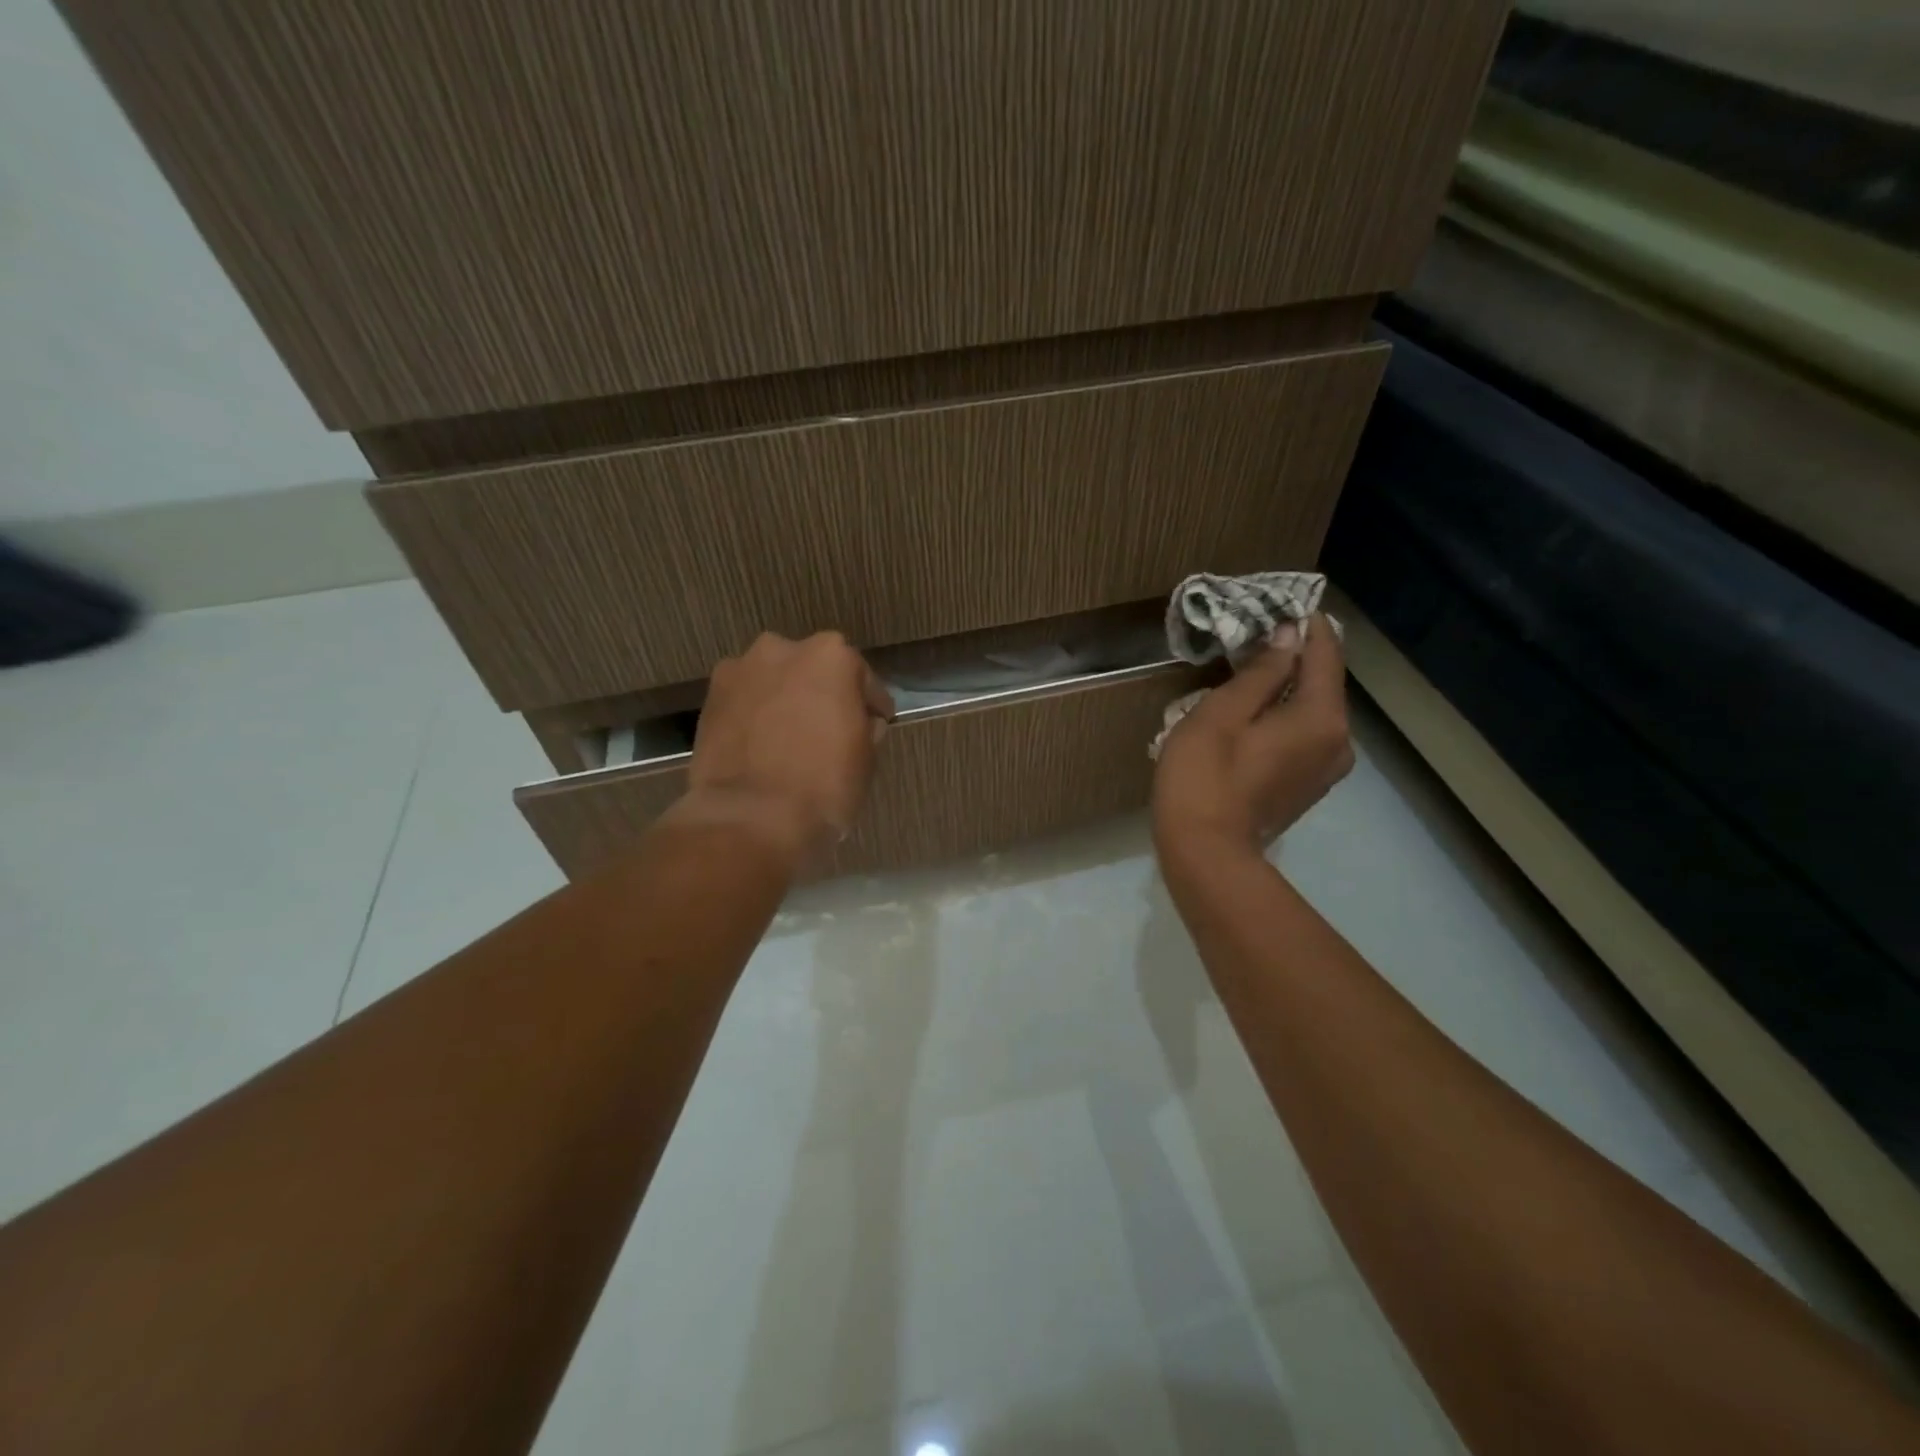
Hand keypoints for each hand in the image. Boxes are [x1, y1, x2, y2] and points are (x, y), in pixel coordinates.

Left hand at [678, 632, 894, 863]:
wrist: (750, 818)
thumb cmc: (823, 785)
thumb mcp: (866, 758)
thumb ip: (866, 726)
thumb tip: (861, 720)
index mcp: (831, 656)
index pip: (862, 678)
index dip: (870, 705)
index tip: (875, 724)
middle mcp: (783, 649)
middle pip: (813, 671)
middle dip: (822, 695)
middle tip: (829, 730)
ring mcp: (740, 670)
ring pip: (775, 682)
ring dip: (785, 701)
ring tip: (789, 738)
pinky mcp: (709, 698)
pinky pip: (745, 701)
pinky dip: (755, 715)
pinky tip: (761, 746)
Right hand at [1152, 613, 1353, 851]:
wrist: (1205, 853)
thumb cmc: (1204, 777)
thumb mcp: (1221, 713)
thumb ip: (1260, 672)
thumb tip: (1289, 637)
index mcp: (1321, 716)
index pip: (1324, 653)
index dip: (1305, 624)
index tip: (1279, 603)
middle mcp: (1339, 740)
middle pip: (1321, 682)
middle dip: (1293, 655)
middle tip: (1254, 635)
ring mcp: (1327, 767)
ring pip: (1312, 710)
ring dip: (1285, 688)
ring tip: (1247, 672)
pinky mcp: (1308, 785)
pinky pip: (1304, 735)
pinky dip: (1284, 717)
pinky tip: (1252, 714)